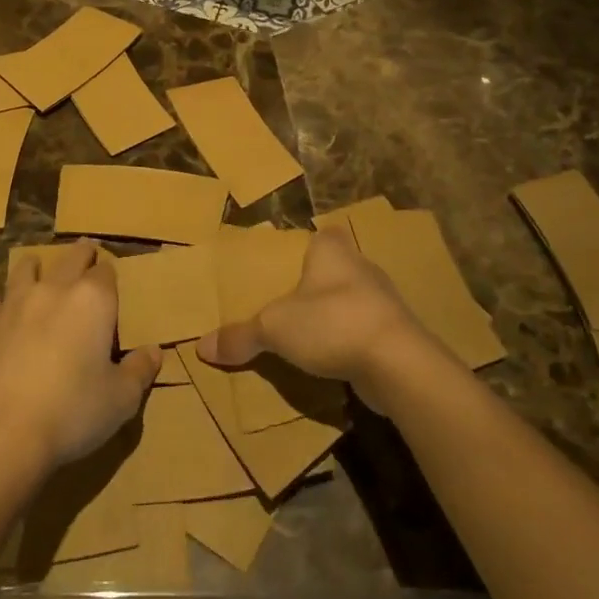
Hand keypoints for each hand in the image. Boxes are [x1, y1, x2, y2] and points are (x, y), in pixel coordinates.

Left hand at [0, 239, 159, 474]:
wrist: (3, 434)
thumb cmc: (73, 411)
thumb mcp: (121, 398)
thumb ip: (140, 370)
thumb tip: (154, 352)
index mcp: (93, 300)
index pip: (106, 272)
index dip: (111, 275)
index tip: (113, 281)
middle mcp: (55, 290)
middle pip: (70, 258)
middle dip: (81, 255)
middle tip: (86, 252)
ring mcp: (17, 305)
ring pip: (26, 269)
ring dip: (36, 265)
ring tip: (38, 265)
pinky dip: (2, 302)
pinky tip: (1, 308)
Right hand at [196, 226, 441, 408]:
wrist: (398, 363)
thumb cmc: (332, 322)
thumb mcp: (274, 328)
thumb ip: (241, 335)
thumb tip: (200, 347)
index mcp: (332, 250)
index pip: (322, 234)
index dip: (308, 244)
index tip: (288, 261)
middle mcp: (361, 266)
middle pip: (335, 268)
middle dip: (316, 283)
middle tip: (288, 300)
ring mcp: (384, 301)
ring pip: (351, 300)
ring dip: (334, 314)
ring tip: (307, 333)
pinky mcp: (396, 333)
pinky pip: (365, 330)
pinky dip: (350, 341)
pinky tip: (333, 358)